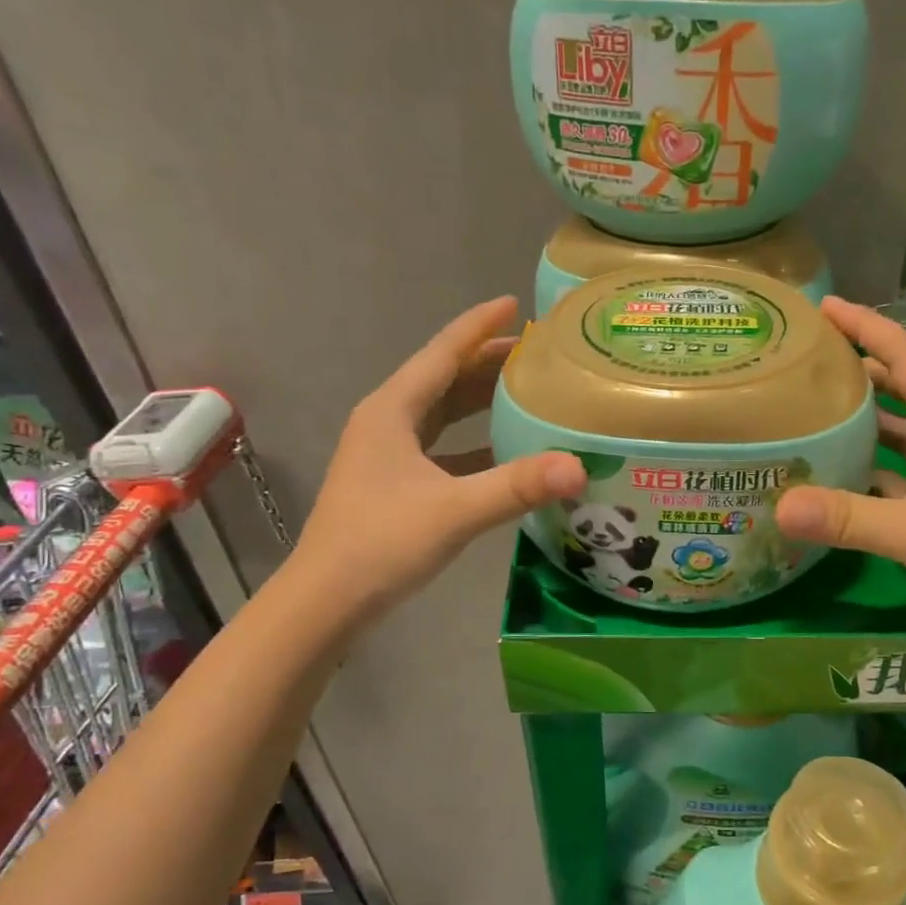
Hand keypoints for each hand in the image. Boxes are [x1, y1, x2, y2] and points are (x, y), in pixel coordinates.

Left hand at [294, 297, 584, 620]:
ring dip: (480, 401)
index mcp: (392, 411)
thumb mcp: (454, 511)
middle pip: (444, 379)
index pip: (442, 353)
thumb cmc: (381, 544)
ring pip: (442, 414)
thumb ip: (516, 487)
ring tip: (528, 393)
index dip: (479, 327)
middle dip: (488, 363)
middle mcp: (387, 422)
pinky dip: (473, 442)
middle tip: (540, 355)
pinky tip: (504, 452)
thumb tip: (578, 467)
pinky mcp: (395, 484)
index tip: (516, 303)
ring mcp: (388, 455)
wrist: (326, 601)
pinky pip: (442, 448)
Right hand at [775, 298, 905, 655]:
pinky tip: (837, 479)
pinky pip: (901, 477)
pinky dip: (871, 472)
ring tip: (813, 414)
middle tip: (809, 362)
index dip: (869, 328)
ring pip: (902, 436)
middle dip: (862, 370)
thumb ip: (847, 517)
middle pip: (905, 391)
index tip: (825, 309)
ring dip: (865, 423)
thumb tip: (780, 506)